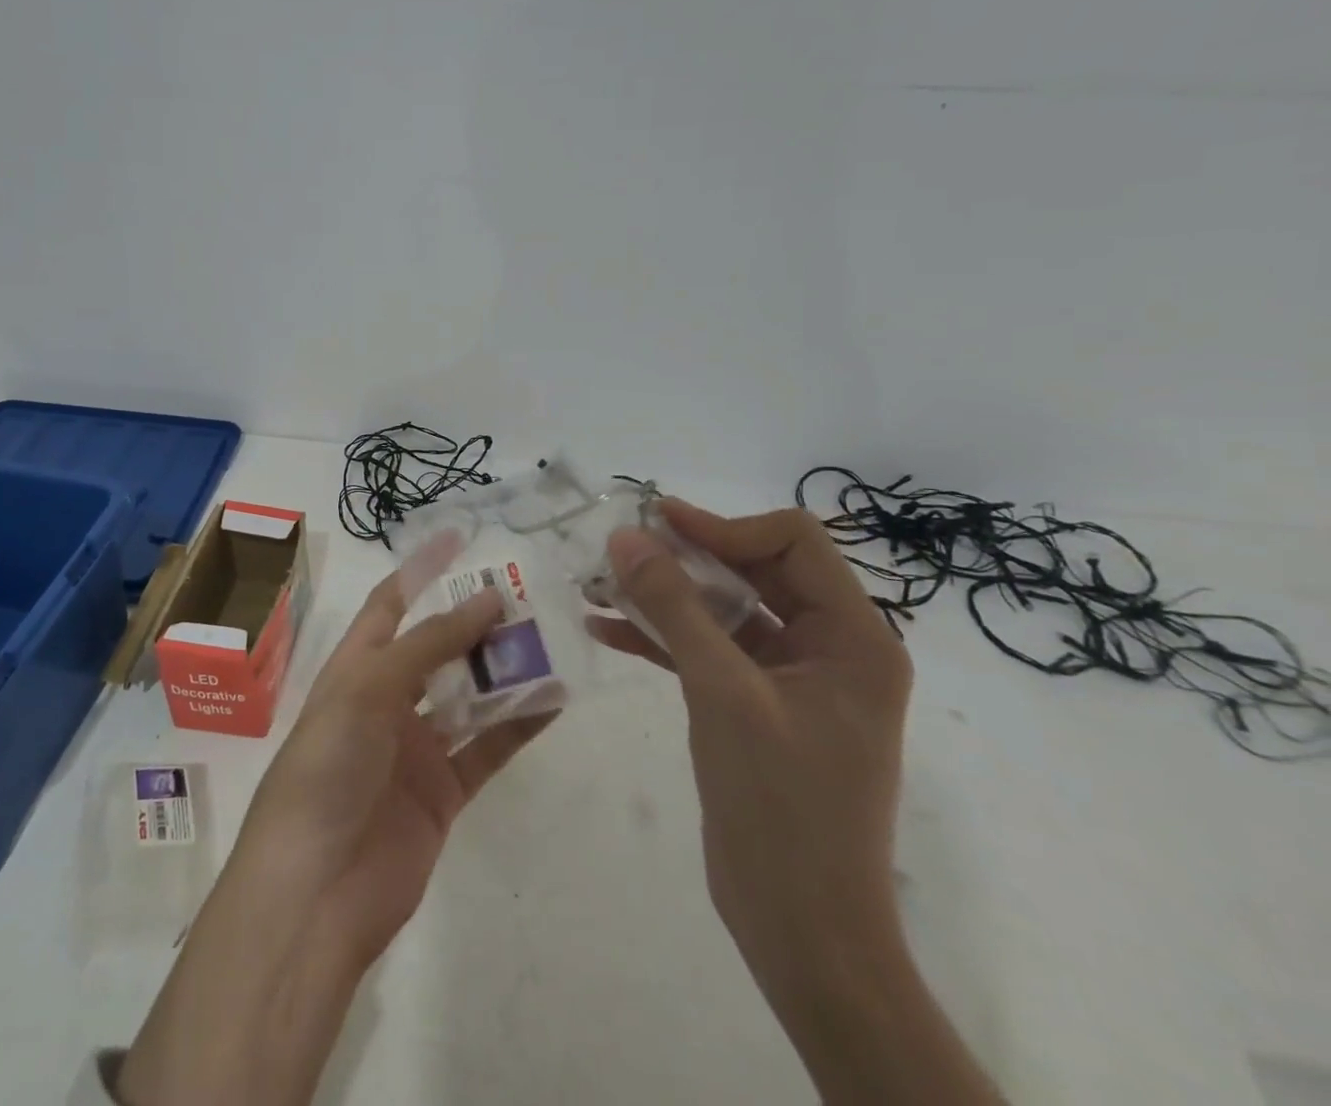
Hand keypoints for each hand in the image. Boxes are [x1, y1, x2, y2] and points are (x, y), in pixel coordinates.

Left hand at [237, 573, 555, 966]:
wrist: (315, 892)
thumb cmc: (327, 768)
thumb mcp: (368, 690)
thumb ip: (429, 644)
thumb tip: (487, 599)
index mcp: (356, 668)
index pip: (392, 603)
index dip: (423, 569)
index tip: (462, 537)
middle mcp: (386, 700)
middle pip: (438, 647)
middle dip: (476, 621)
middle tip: (526, 595)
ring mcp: (416, 747)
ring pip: (468, 695)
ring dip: (504, 671)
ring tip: (550, 641)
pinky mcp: (444, 792)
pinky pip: (487, 748)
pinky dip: (518, 725)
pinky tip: (554, 701)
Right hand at [594, 502, 1000, 1105]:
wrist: (802, 930)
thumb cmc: (781, 807)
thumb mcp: (722, 692)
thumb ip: (674, 607)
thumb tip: (627, 537)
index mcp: (854, 637)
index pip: (792, 542)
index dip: (724, 526)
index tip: (658, 525)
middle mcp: (830, 647)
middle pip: (755, 570)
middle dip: (686, 556)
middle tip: (622, 548)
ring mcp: (792, 678)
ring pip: (725, 609)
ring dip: (666, 596)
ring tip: (600, 584)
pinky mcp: (757, 706)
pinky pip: (710, 650)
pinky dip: (663, 637)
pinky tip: (607, 629)